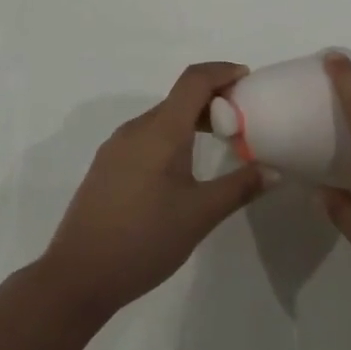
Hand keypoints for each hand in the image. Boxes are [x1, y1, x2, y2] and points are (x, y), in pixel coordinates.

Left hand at [40, 62, 267, 318]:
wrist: (77, 277)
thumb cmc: (144, 240)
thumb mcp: (200, 215)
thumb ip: (239, 188)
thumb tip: (273, 172)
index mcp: (160, 130)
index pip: (194, 80)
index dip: (222, 72)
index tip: (248, 80)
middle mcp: (136, 129)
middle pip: (179, 97)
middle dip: (213, 99)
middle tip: (243, 119)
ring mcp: (116, 147)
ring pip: (162, 118)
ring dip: (192, 119)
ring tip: (219, 142)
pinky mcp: (107, 167)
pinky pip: (146, 136)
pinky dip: (172, 136)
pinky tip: (183, 168)